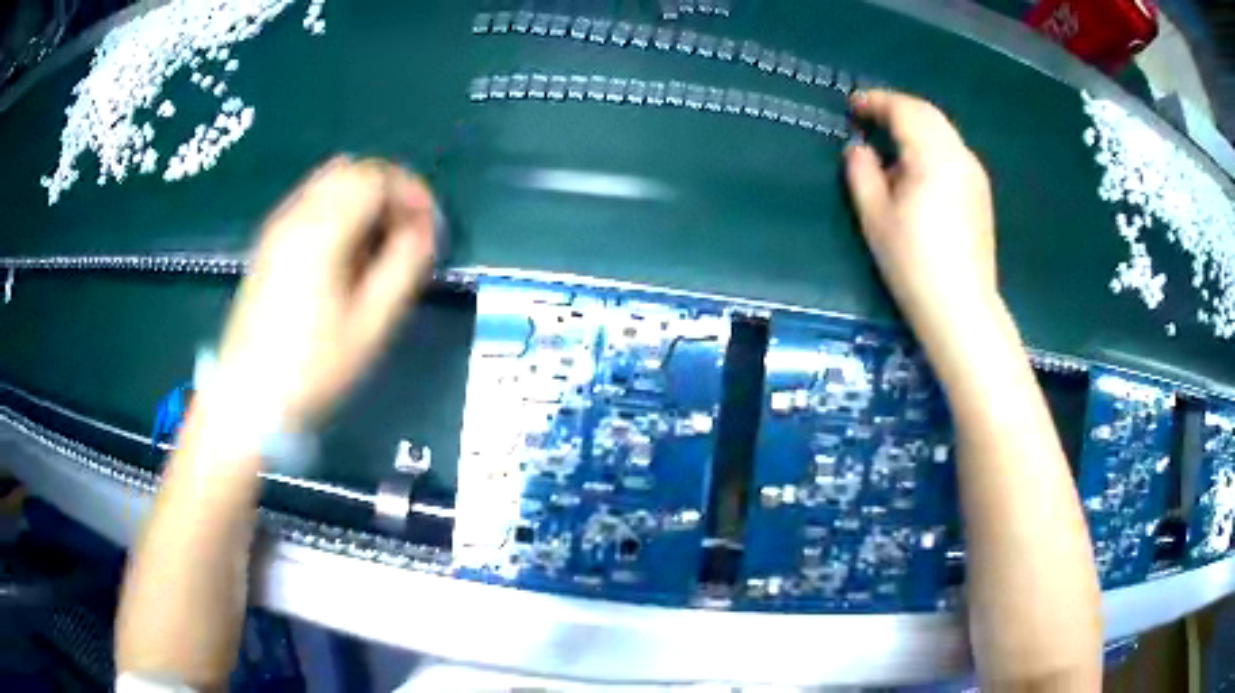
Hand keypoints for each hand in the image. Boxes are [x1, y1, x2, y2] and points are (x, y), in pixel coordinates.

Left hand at [211, 157, 437, 430]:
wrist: (247, 400)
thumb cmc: (312, 368)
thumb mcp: (371, 324)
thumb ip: (404, 266)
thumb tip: (425, 230)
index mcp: (322, 229)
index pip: (376, 177)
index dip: (413, 194)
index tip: (430, 230)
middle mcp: (296, 214)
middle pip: (353, 170)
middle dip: (390, 191)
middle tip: (408, 233)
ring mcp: (277, 227)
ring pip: (330, 183)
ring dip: (364, 200)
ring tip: (379, 245)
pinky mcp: (268, 244)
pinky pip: (311, 204)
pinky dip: (339, 211)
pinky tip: (345, 254)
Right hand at [844, 90, 997, 345]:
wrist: (961, 308)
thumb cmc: (914, 264)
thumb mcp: (875, 217)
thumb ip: (862, 173)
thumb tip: (859, 148)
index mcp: (933, 156)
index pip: (904, 110)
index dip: (875, 102)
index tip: (852, 107)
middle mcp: (959, 155)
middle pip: (928, 113)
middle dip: (896, 108)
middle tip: (868, 116)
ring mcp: (975, 174)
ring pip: (943, 130)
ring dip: (915, 124)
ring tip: (890, 138)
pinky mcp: (981, 192)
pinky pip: (953, 150)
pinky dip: (931, 142)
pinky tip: (918, 164)